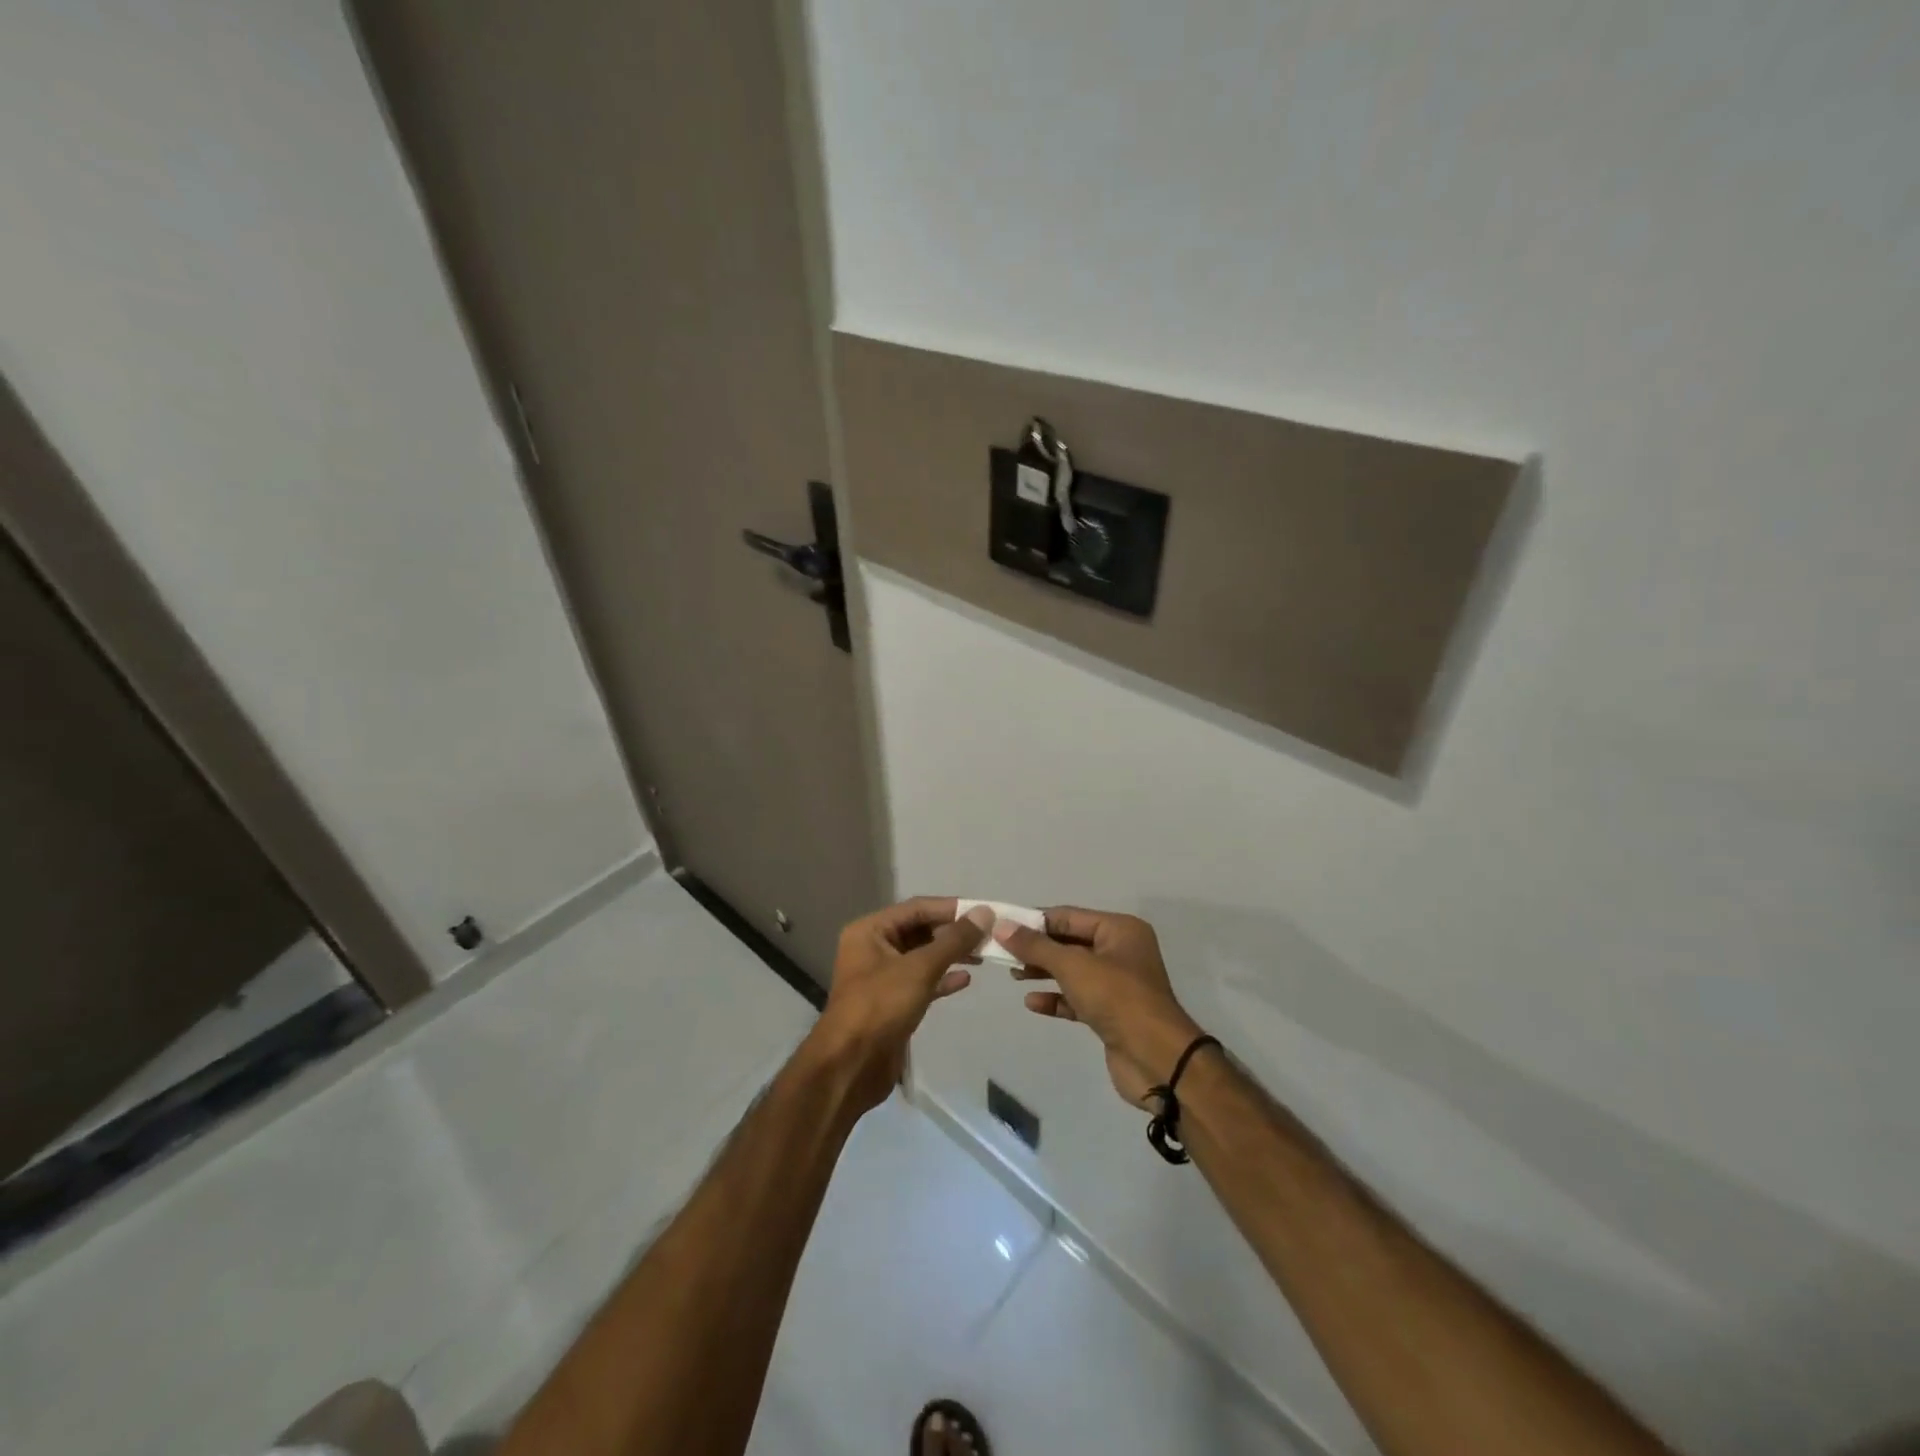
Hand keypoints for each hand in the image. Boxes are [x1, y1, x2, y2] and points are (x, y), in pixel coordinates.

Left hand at [809, 898, 993, 1112]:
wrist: (850, 1067)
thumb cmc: (880, 1007)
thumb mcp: (919, 969)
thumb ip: (954, 940)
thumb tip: (985, 913)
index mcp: (870, 931)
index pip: (917, 908)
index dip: (951, 908)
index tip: (985, 911)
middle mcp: (873, 948)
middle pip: (920, 931)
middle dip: (953, 933)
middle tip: (989, 935)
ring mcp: (882, 977)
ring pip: (922, 957)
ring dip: (951, 955)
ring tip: (983, 955)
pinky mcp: (892, 1003)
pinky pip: (921, 982)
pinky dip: (942, 979)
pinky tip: (965, 980)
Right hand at [995, 908, 1204, 1108]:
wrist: (1157, 1060)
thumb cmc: (1117, 998)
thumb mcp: (1073, 966)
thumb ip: (1035, 946)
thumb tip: (1001, 925)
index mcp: (1120, 930)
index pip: (1069, 916)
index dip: (1035, 921)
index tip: (1003, 927)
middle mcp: (1121, 951)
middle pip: (1070, 943)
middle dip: (1038, 948)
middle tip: (1002, 953)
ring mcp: (1118, 984)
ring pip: (1072, 971)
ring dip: (1043, 972)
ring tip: (1014, 975)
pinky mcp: (1111, 1014)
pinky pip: (1077, 998)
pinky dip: (1056, 998)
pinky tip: (1032, 1003)